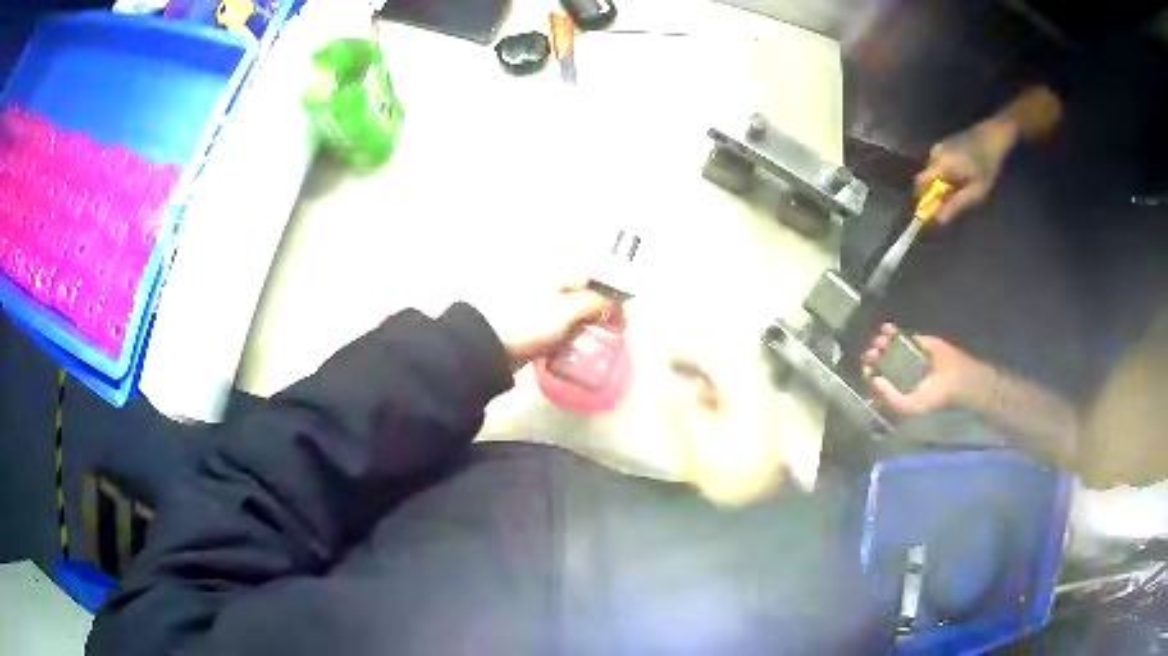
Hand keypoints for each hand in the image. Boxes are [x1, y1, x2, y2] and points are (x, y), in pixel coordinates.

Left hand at [483, 284, 615, 371]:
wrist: (485, 345)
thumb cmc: (528, 321)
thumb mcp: (565, 310)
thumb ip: (592, 302)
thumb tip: (611, 300)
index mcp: (553, 274)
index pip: (591, 280)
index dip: (611, 298)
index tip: (624, 319)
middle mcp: (543, 285)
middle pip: (579, 296)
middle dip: (597, 313)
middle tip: (612, 332)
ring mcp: (532, 305)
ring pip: (565, 313)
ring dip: (581, 326)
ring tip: (591, 343)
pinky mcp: (524, 325)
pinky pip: (552, 328)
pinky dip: (563, 336)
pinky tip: (568, 348)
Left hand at [863, 323, 994, 416]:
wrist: (956, 378)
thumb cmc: (933, 397)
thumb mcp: (910, 408)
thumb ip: (891, 400)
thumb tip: (873, 381)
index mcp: (893, 390)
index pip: (873, 379)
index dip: (868, 372)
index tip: (869, 367)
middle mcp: (896, 372)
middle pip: (876, 361)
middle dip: (871, 355)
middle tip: (874, 352)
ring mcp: (905, 355)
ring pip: (884, 345)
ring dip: (879, 341)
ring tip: (883, 341)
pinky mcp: (915, 340)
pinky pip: (897, 334)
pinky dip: (889, 330)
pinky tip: (888, 329)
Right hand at [916, 118, 1018, 224]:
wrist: (993, 135)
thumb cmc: (986, 164)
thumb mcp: (976, 190)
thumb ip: (956, 204)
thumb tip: (939, 219)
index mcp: (940, 164)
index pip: (920, 183)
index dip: (923, 198)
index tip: (932, 211)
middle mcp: (935, 153)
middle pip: (927, 178)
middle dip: (936, 192)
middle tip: (953, 202)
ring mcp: (939, 146)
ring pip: (934, 171)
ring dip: (942, 183)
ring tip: (960, 189)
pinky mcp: (945, 143)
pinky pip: (939, 163)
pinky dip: (945, 173)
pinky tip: (961, 176)